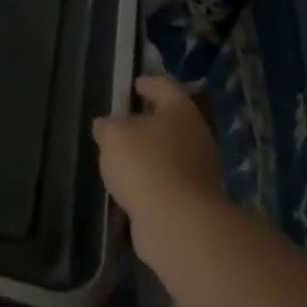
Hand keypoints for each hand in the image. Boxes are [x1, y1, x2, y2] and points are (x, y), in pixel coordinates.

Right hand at [93, 75, 224, 243]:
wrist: (178, 223)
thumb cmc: (145, 164)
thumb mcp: (113, 135)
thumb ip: (107, 126)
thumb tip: (107, 126)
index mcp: (180, 111)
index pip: (165, 86)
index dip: (147, 83)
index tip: (133, 86)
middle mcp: (196, 136)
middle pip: (171, 121)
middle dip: (147, 122)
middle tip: (120, 124)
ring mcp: (199, 170)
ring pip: (169, 153)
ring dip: (148, 154)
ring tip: (119, 158)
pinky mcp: (193, 199)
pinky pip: (167, 182)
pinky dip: (150, 181)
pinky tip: (128, 186)